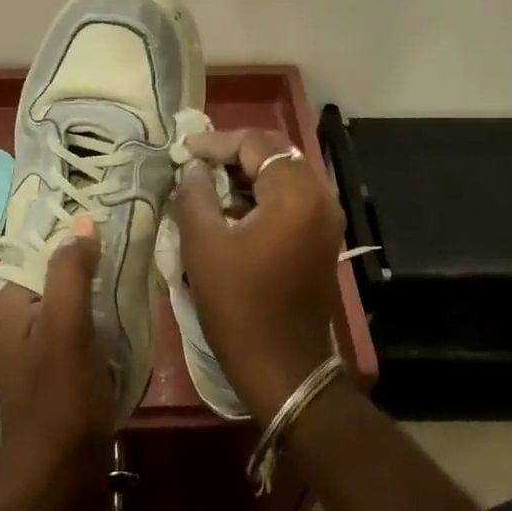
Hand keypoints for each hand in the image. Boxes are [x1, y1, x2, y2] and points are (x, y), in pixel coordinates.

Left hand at [0, 217, 115, 510]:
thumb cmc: (59, 400)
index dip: (74, 231)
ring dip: (101, 286)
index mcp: (10, 302)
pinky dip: (103, 314)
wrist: (57, 476)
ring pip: (74, 298)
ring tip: (139, 266)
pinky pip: (82, 324)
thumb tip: (82, 221)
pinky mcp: (60, 365)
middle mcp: (19, 317)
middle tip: (135, 239)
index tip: (114, 215)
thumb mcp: (65, 328)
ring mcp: (39, 343)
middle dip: (92, 257)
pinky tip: (130, 308)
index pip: (40, 247)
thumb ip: (70, 273)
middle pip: (58, 271)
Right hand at [172, 129, 346, 418]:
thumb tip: (195, 168)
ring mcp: (327, 220)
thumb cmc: (240, 306)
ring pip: (287, 175)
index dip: (217, 142)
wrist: (284, 368)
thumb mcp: (204, 246)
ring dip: (250, 173)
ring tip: (210, 182)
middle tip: (198, 161)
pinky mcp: (323, 239)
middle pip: (277, 153)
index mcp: (295, 195)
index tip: (184, 151)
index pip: (257, 144)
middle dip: (236, 152)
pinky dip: (264, 194)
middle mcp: (321, 198)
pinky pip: (294, 199)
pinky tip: (233, 208)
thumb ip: (195, 195)